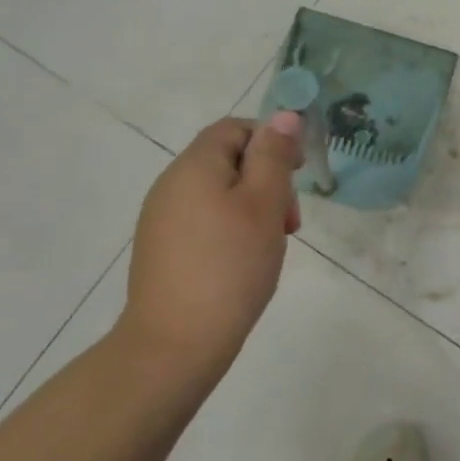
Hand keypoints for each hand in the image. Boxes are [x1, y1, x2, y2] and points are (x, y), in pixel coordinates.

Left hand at [118, 113, 303, 376]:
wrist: (174, 345)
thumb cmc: (230, 265)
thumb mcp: (263, 204)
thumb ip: (274, 155)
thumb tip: (284, 115)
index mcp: (194, 166)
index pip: (235, 128)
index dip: (271, 141)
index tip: (297, 174)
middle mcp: (171, 185)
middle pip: (228, 160)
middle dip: (267, 179)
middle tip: (289, 220)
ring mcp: (162, 219)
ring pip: (219, 193)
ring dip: (253, 207)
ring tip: (273, 243)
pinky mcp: (163, 250)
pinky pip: (204, 220)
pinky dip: (232, 229)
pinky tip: (246, 261)